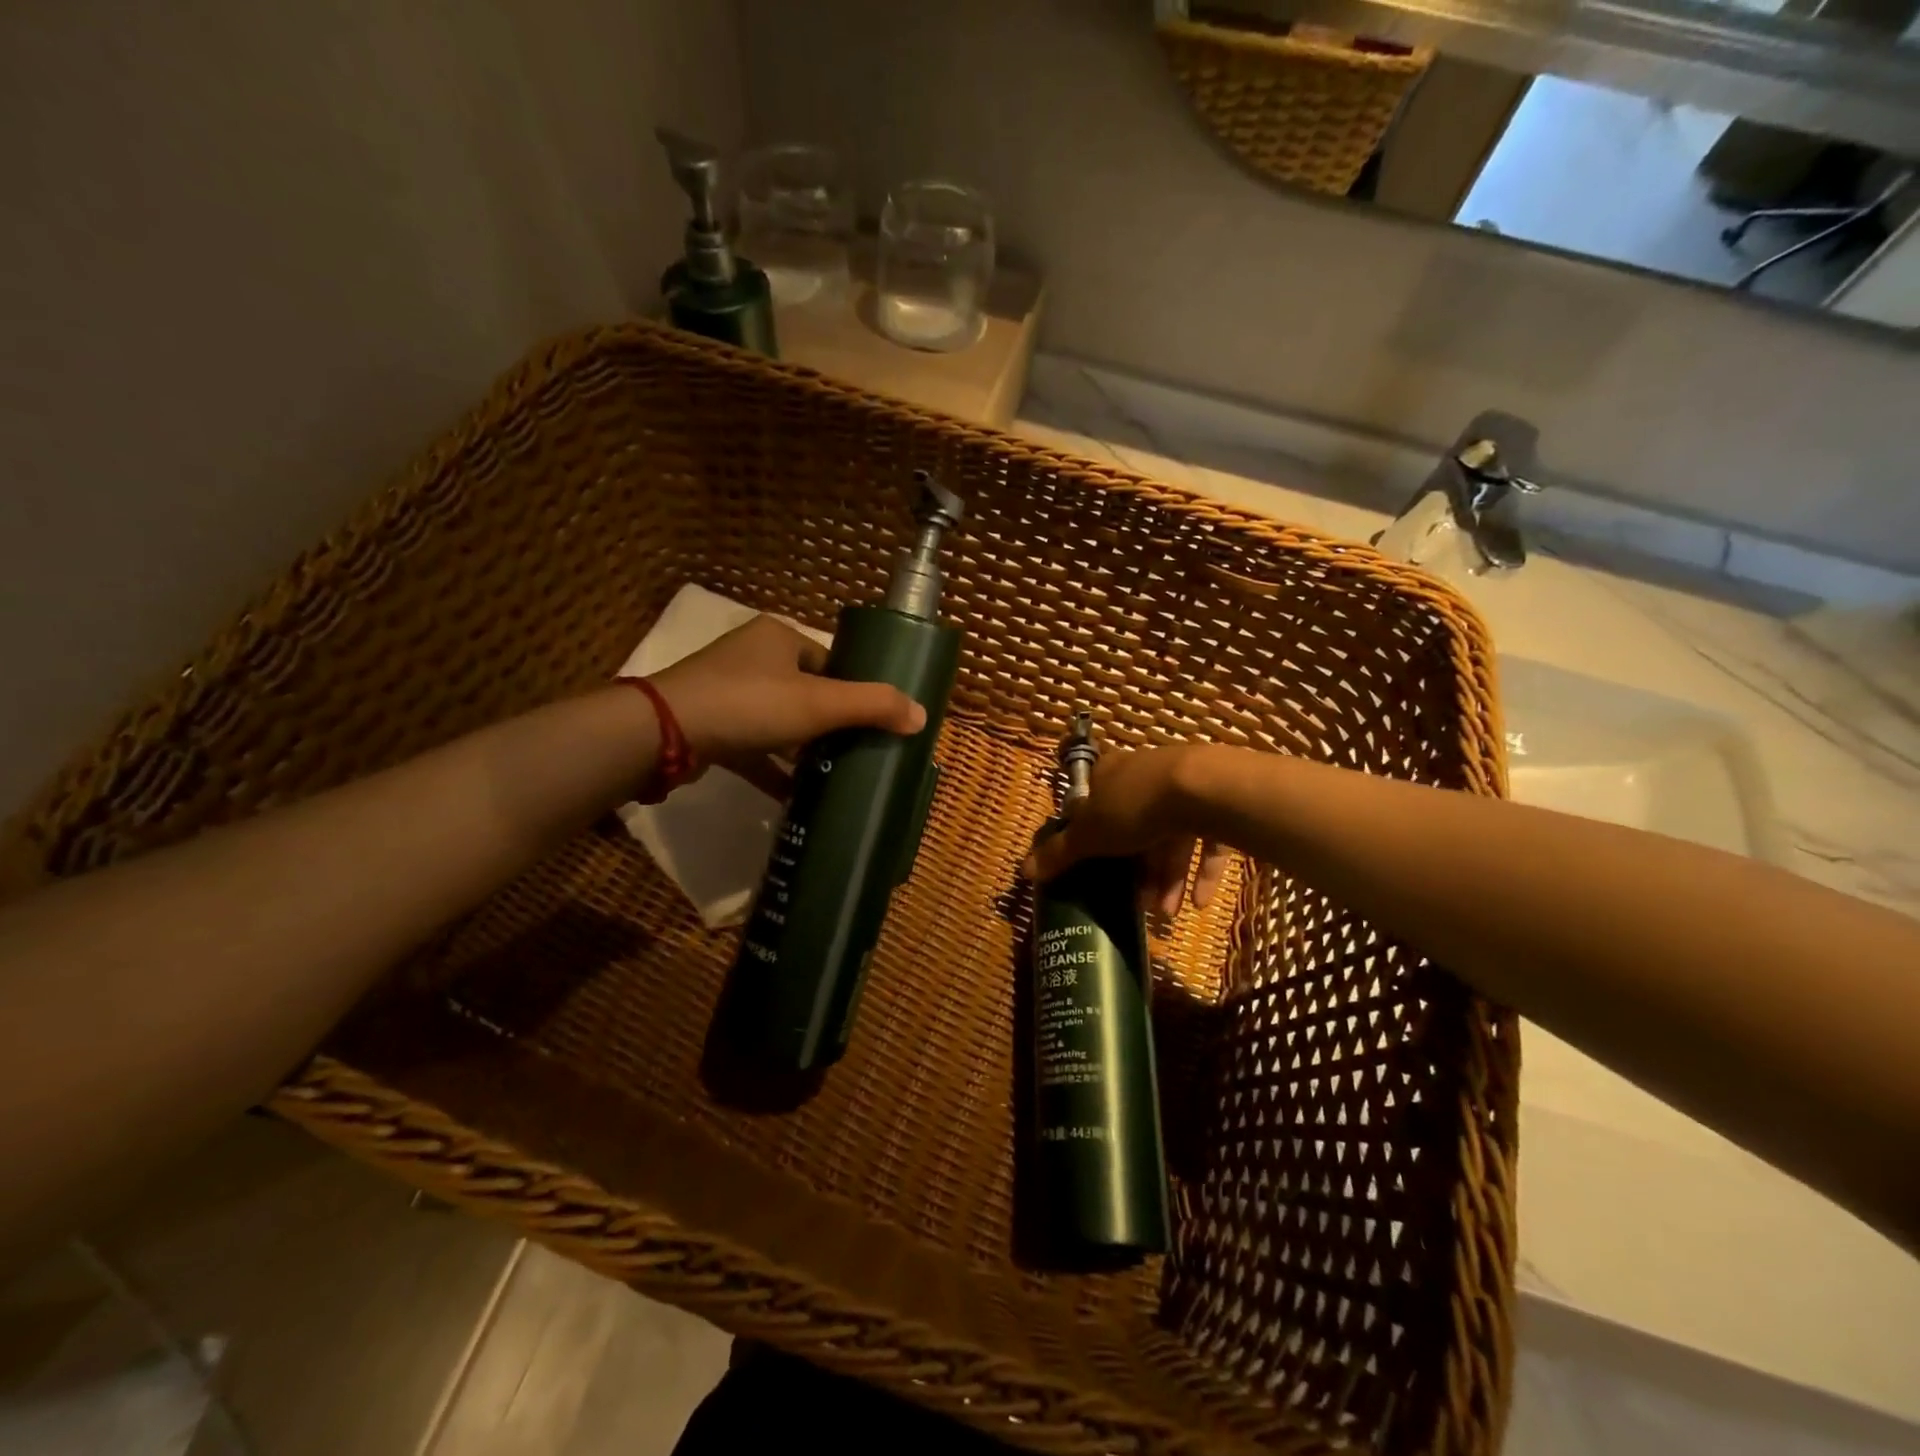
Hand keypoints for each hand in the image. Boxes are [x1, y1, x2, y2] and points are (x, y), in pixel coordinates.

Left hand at [652, 615, 925, 795]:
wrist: (666, 733)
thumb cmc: (751, 704)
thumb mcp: (820, 703)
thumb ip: (873, 706)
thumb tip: (923, 716)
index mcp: (778, 638)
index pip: (829, 661)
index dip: (853, 689)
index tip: (873, 722)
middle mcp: (752, 658)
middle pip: (806, 692)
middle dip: (830, 724)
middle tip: (857, 751)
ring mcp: (727, 694)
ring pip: (779, 722)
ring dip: (802, 749)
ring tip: (834, 774)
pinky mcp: (711, 728)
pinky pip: (753, 748)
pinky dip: (773, 769)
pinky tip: (795, 796)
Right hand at [1023, 746, 1232, 916]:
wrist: (1203, 790)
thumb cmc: (1134, 806)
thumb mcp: (1089, 834)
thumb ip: (1060, 853)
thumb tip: (1023, 870)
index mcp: (1110, 774)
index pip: (1093, 798)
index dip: (1089, 830)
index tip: (1090, 861)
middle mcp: (1144, 775)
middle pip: (1133, 825)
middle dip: (1135, 869)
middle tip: (1136, 903)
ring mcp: (1182, 788)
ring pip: (1170, 838)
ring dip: (1167, 878)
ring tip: (1166, 914)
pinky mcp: (1215, 804)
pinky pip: (1206, 842)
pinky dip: (1201, 873)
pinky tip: (1198, 904)